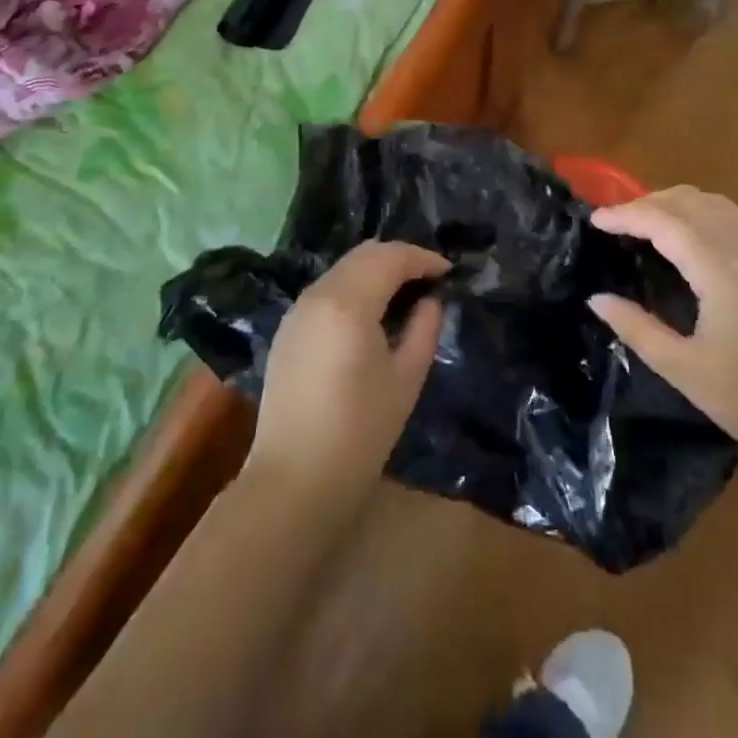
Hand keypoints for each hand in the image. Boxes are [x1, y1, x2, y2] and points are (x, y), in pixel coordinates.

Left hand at [245, 241, 447, 510]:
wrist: (294, 483)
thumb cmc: (359, 434)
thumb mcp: (406, 380)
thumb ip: (424, 329)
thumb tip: (430, 300)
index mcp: (347, 302)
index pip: (390, 258)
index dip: (423, 258)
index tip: (449, 272)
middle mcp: (318, 294)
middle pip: (363, 254)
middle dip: (399, 258)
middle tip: (430, 278)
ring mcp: (297, 310)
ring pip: (343, 269)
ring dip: (375, 271)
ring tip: (406, 294)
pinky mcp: (288, 329)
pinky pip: (327, 290)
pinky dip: (354, 287)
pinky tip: (372, 313)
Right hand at [587, 187, 737, 493]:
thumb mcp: (687, 372)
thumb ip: (637, 329)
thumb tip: (597, 299)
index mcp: (723, 272)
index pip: (666, 222)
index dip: (626, 214)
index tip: (594, 220)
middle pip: (693, 201)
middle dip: (649, 201)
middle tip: (615, 220)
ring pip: (719, 206)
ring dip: (678, 203)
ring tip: (646, 222)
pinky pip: (737, 222)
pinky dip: (703, 216)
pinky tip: (690, 243)